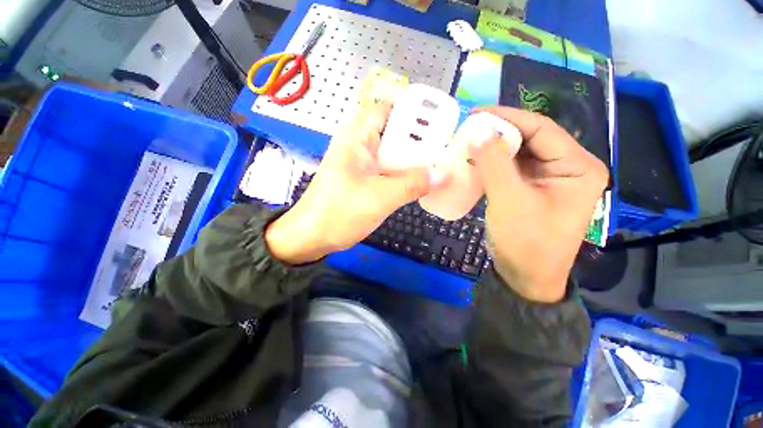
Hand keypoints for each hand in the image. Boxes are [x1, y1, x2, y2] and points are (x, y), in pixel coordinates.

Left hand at [266, 101, 447, 263]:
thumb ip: (413, 184)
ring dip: (411, 157)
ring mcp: (361, 165)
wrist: (312, 237)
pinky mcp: (363, 180)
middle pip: (393, 131)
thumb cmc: (340, 212)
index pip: (386, 109)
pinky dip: (403, 173)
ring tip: (439, 160)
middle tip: (445, 143)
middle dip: (418, 137)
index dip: (411, 109)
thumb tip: (445, 174)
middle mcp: (359, 146)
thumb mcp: (380, 197)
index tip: (437, 119)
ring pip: (391, 153)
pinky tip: (419, 180)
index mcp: (357, 138)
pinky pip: (388, 170)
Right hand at [469, 106, 608, 302]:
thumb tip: (477, 130)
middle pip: (530, 138)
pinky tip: (474, 161)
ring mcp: (548, 178)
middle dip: (498, 133)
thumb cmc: (525, 242)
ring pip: (518, 152)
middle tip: (468, 129)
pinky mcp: (531, 188)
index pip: (542, 128)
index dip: (508, 117)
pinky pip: (510, 168)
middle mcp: (568, 167)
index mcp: (578, 167)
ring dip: (492, 148)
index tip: (476, 113)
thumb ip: (494, 163)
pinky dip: (491, 163)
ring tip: (466, 143)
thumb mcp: (509, 200)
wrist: (524, 276)